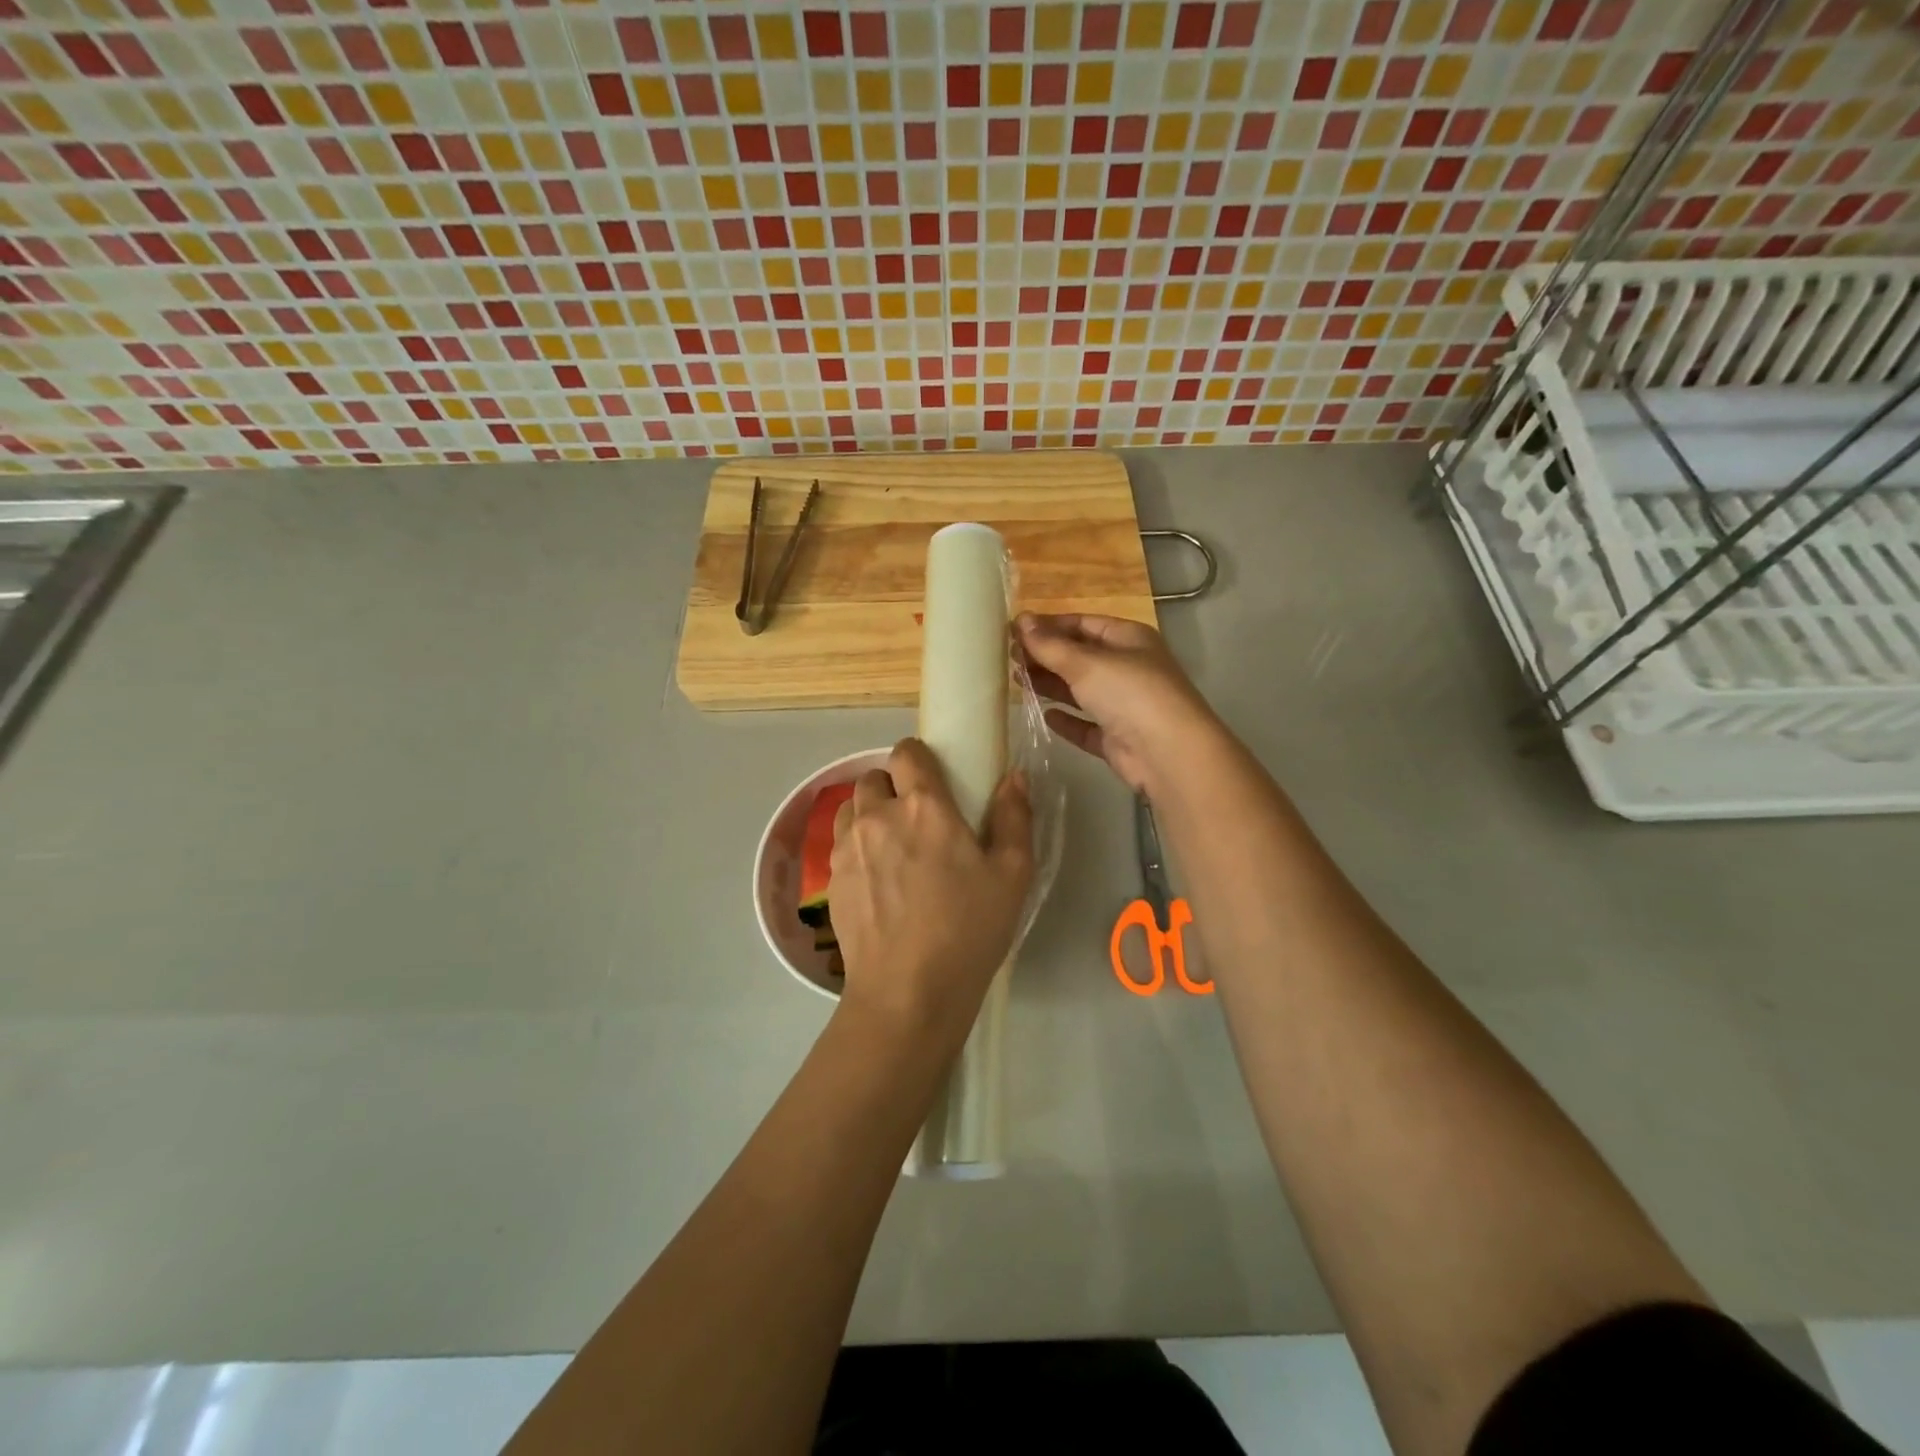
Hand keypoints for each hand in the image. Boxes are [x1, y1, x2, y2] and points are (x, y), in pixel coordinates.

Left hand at [829, 738, 1033, 1046]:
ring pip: (852, 808)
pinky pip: (839, 842)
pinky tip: (876, 878)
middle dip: (893, 787)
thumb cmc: (969, 929)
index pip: (907, 752)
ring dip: (870, 813)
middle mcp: (878, 815)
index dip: (919, 758)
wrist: (908, 991)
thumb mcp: (1012, 874)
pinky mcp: (831, 879)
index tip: (934, 779)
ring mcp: (848, 847)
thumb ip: (1014, 816)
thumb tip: (1014, 776)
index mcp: (924, 806)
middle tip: (917, 818)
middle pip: (874, 777)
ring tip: (892, 845)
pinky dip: (856, 845)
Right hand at [1017, 613, 1219, 794]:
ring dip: (1051, 685)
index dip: (1049, 625)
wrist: (1167, 752)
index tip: (1013, 631)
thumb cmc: (1129, 693)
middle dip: (1046, 655)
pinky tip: (1045, 715)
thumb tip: (1020, 619)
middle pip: (1080, 656)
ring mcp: (1124, 704)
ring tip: (1015, 681)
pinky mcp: (1117, 737)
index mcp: (1128, 639)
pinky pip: (1086, 724)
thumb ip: (1050, 644)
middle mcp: (1128, 668)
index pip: (1083, 623)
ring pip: (1081, 690)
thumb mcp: (1086, 662)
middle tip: (1008, 658)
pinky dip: (1067, 720)